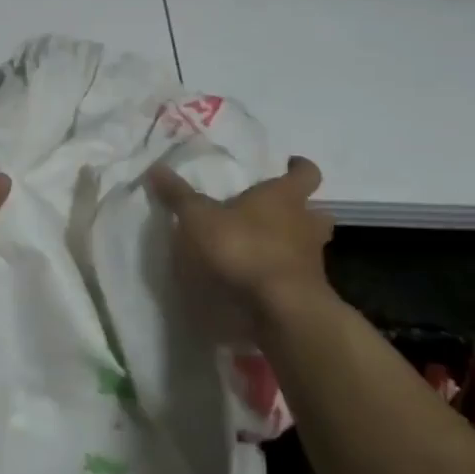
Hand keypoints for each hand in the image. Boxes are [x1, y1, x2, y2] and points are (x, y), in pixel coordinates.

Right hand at [146, 155, 335, 318]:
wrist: (281, 308)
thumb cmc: (243, 248)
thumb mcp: (199, 218)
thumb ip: (179, 195)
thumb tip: (156, 167)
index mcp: (285, 197)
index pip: (306, 174)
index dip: (300, 167)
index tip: (290, 164)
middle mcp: (306, 224)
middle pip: (318, 211)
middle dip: (304, 210)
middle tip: (280, 211)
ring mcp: (312, 261)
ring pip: (312, 245)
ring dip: (297, 244)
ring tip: (269, 247)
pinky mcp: (309, 293)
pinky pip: (300, 276)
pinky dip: (285, 275)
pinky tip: (262, 281)